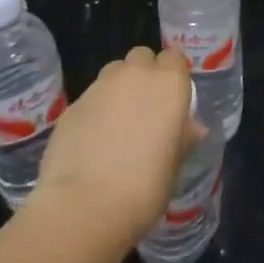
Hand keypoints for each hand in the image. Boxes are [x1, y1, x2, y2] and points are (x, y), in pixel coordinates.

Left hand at [32, 46, 202, 243]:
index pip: (174, 58)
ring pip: (113, 73)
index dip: (173, 74)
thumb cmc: (146, 186)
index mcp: (169, 84)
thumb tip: (191, 128)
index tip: (172, 97)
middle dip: (144, 73)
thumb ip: (183, 137)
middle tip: (145, 106)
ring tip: (117, 122)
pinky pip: (90, 98)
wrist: (85, 205)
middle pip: (142, 57)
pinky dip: (95, 111)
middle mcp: (135, 75)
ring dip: (118, 88)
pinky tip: (92, 141)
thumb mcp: (175, 164)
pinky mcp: (72, 106)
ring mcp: (100, 88)